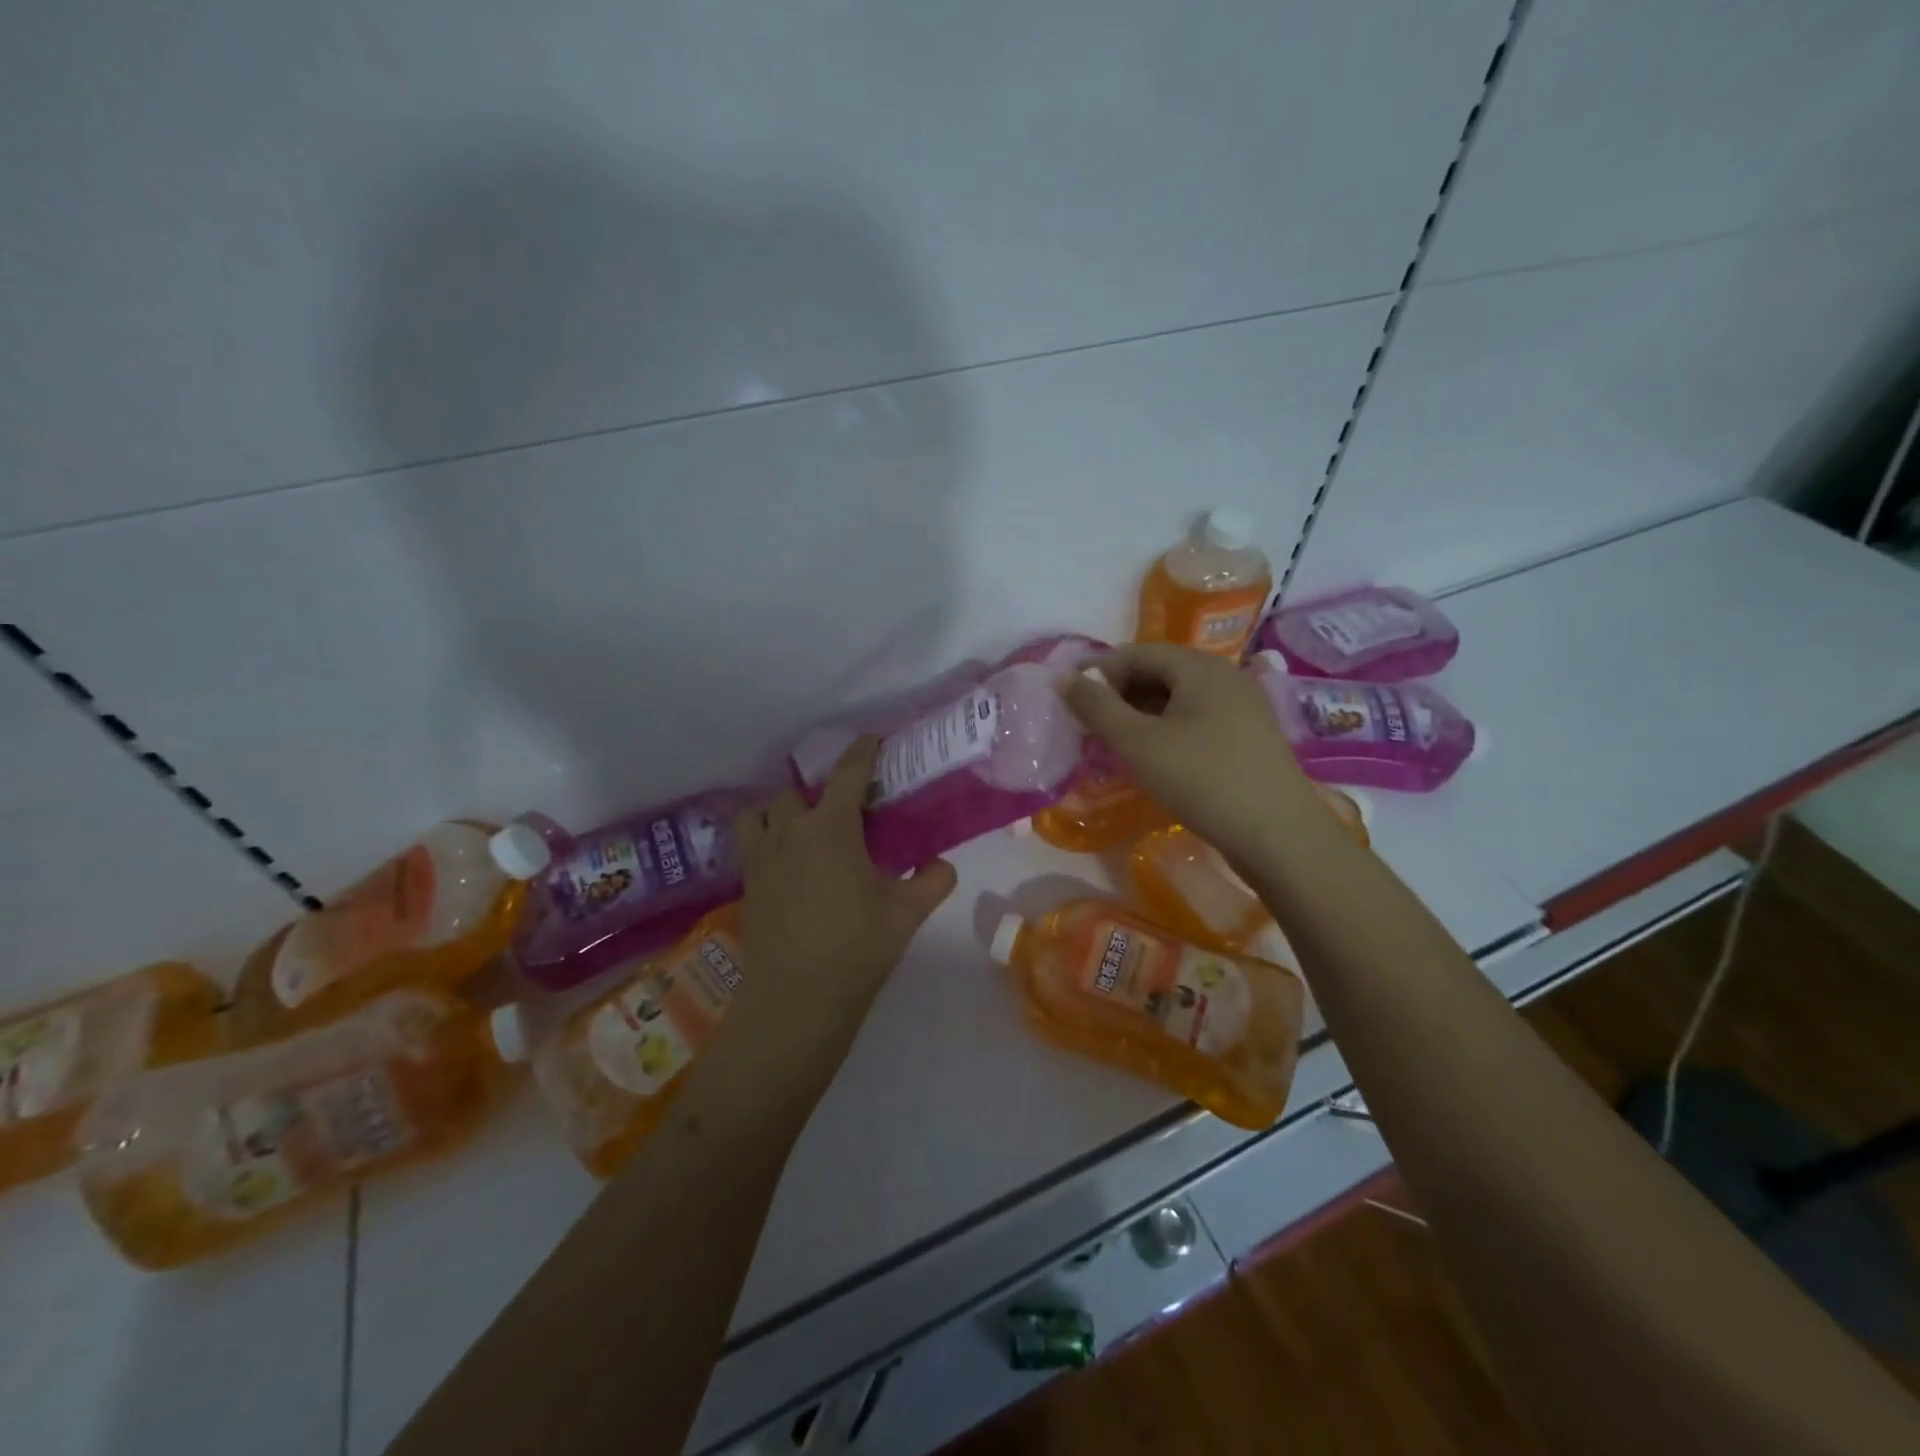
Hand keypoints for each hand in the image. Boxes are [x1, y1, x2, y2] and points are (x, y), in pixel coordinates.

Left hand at [732, 737, 957, 1055]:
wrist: (797, 998)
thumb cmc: (857, 947)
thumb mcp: (907, 913)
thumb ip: (932, 880)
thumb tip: (941, 864)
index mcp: (831, 828)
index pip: (847, 774)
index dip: (861, 751)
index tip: (871, 740)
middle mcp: (791, 832)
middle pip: (796, 792)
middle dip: (818, 792)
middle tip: (841, 809)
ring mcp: (762, 858)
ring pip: (760, 814)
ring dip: (779, 812)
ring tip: (800, 829)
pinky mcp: (747, 885)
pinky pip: (749, 845)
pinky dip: (765, 841)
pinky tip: (785, 864)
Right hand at [1060, 644, 1317, 871]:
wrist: (1278, 834)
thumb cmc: (1201, 779)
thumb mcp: (1138, 743)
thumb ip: (1097, 707)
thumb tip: (1063, 675)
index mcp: (1199, 666)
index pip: (1137, 653)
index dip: (1099, 670)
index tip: (1070, 696)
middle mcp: (1225, 675)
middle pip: (1160, 671)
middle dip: (1120, 693)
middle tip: (1089, 723)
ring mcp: (1243, 705)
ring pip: (1179, 697)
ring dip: (1142, 713)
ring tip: (1115, 741)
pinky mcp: (1249, 735)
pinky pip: (1198, 718)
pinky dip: (1167, 728)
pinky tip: (1154, 755)